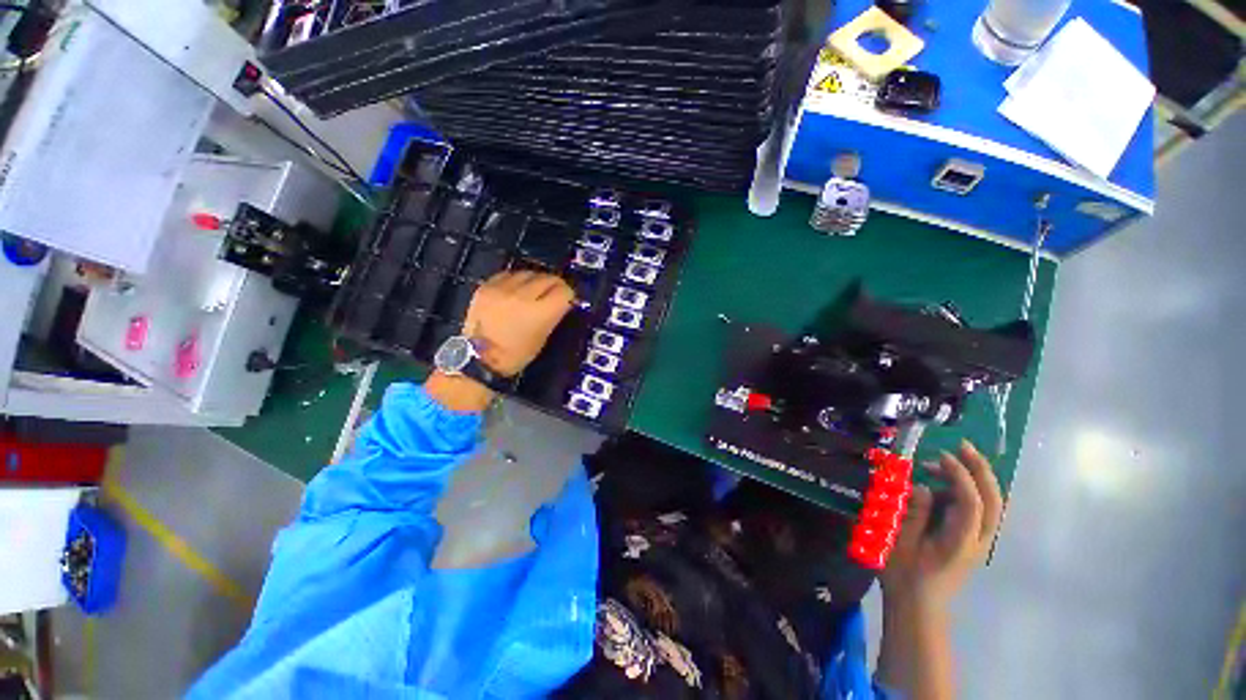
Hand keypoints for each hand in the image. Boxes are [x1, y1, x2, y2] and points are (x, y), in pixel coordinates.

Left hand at [463, 271, 574, 376]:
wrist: (479, 357)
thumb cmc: (517, 354)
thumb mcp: (543, 337)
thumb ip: (553, 315)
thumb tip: (561, 302)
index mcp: (541, 313)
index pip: (564, 291)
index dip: (568, 295)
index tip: (567, 300)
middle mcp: (524, 296)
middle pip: (548, 278)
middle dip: (554, 285)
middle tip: (554, 293)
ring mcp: (503, 289)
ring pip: (529, 273)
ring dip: (535, 280)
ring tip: (534, 290)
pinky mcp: (487, 286)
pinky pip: (508, 274)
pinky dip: (516, 280)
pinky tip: (516, 289)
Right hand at [881, 440, 1002, 609]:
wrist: (918, 605)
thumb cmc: (904, 574)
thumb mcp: (900, 542)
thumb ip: (914, 513)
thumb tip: (923, 486)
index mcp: (959, 542)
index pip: (973, 503)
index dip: (961, 476)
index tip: (941, 456)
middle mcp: (978, 540)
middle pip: (994, 501)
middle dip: (982, 470)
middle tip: (962, 446)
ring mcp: (978, 541)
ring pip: (991, 504)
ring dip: (973, 478)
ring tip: (940, 464)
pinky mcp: (972, 540)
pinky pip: (980, 509)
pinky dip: (968, 490)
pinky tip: (942, 483)